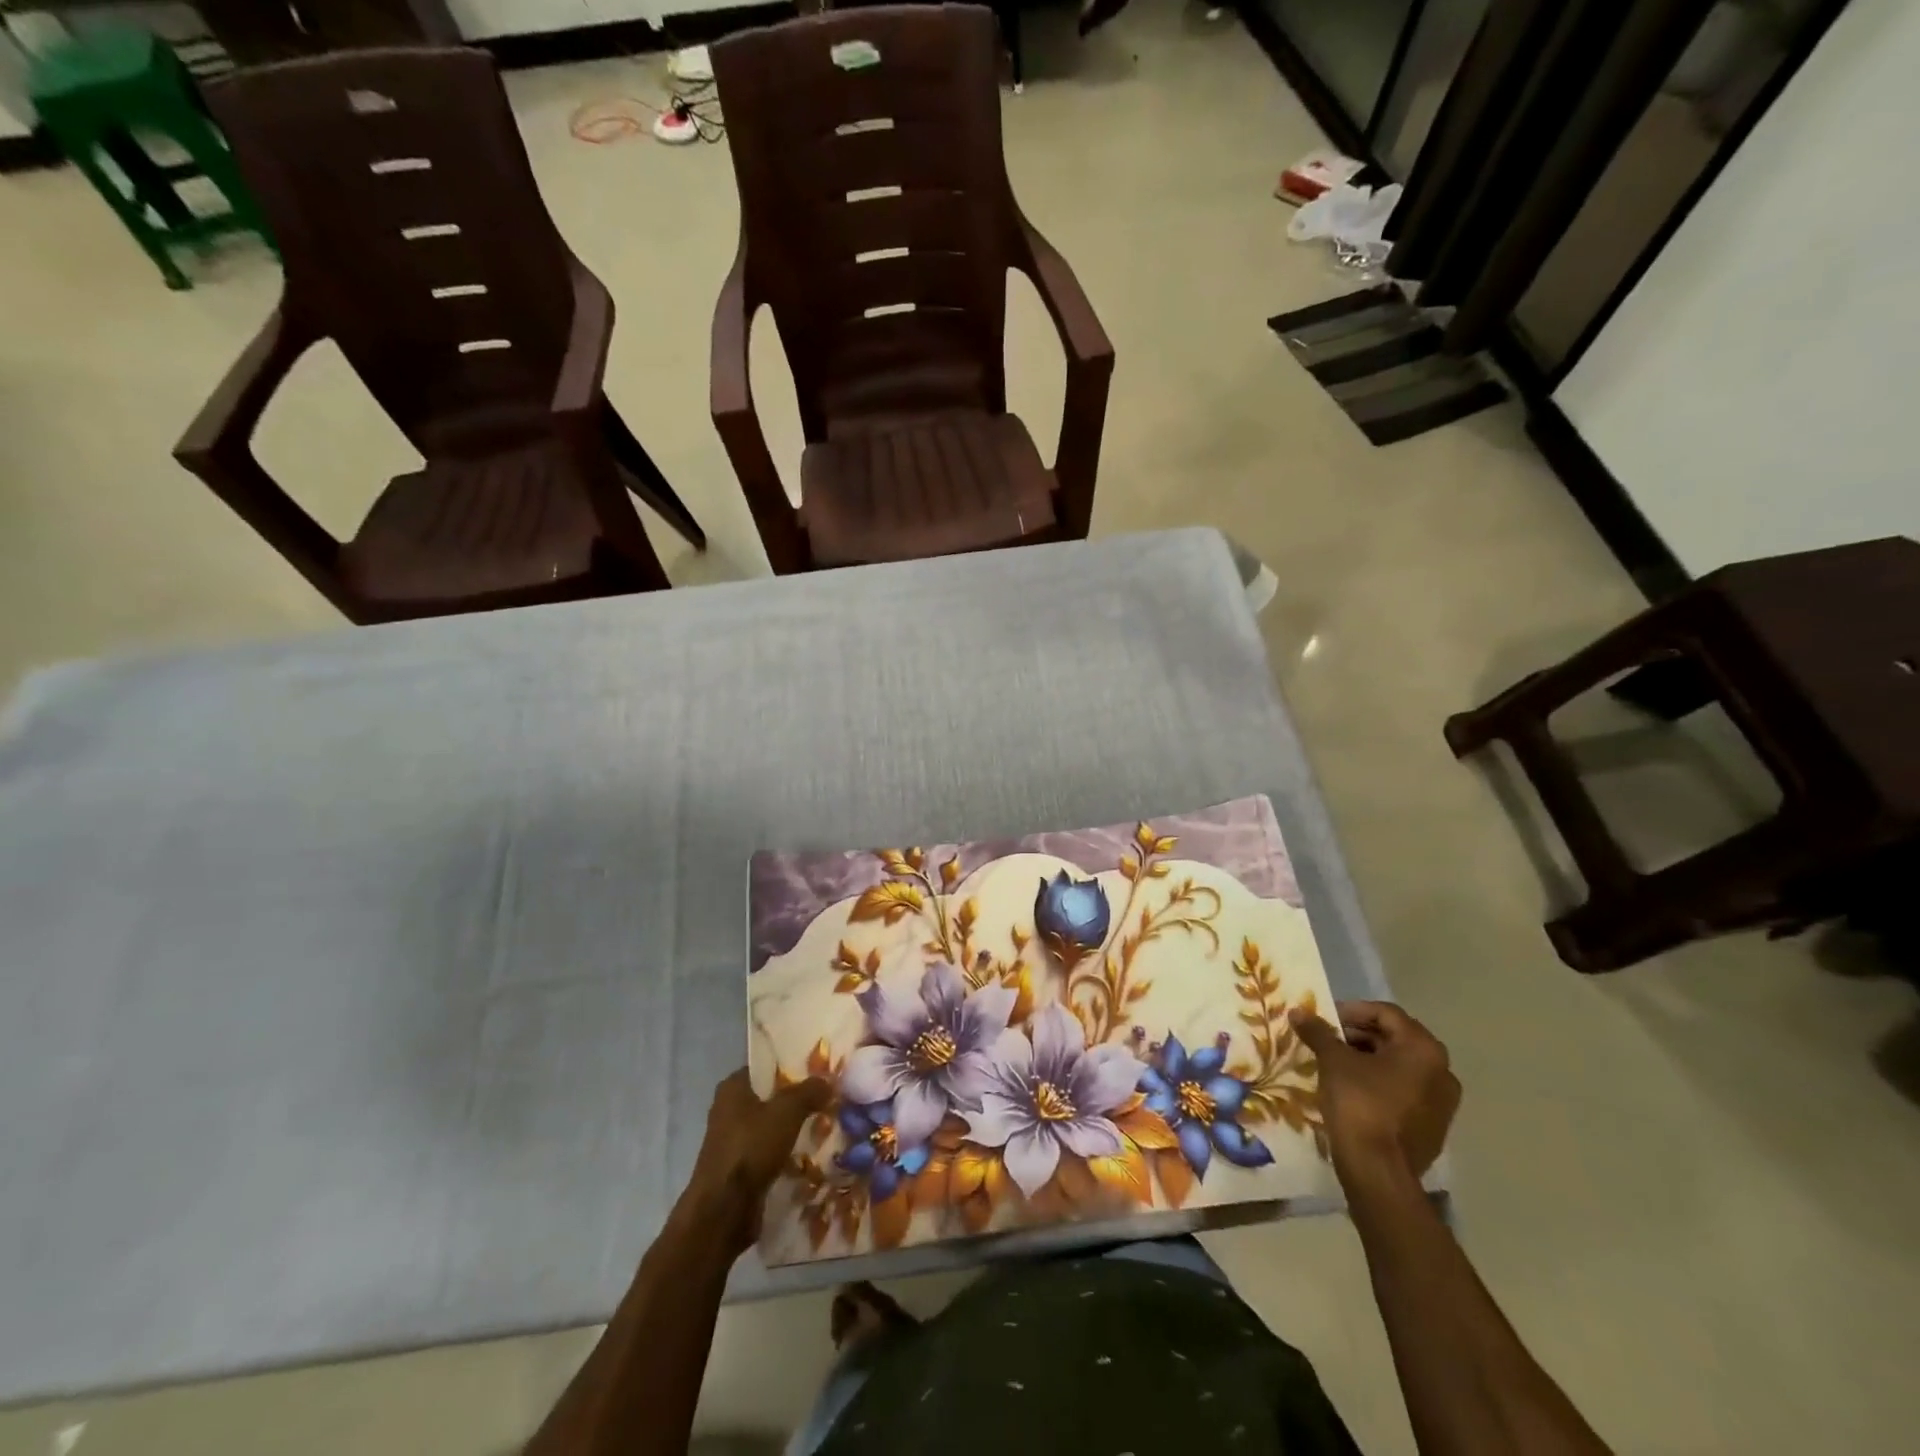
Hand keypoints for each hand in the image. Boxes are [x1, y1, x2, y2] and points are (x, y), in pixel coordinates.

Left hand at [687, 1069, 831, 1253]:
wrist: (723, 1212)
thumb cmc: (751, 1148)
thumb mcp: (787, 1111)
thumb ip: (809, 1091)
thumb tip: (828, 1080)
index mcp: (732, 1088)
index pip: (765, 1066)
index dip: (791, 1065)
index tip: (818, 1070)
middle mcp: (728, 1110)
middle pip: (769, 1097)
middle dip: (796, 1099)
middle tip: (827, 1098)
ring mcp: (731, 1142)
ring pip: (770, 1126)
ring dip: (792, 1128)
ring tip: (824, 1126)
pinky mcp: (738, 1169)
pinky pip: (767, 1152)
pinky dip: (785, 1153)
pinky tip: (809, 1155)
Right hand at [1289, 1001, 1459, 1185]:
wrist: (1378, 1170)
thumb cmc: (1359, 1103)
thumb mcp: (1333, 1060)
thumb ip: (1318, 1031)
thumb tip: (1298, 1011)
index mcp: (1423, 1049)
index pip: (1385, 1013)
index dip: (1351, 1011)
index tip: (1324, 1019)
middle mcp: (1442, 1071)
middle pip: (1396, 1038)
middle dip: (1359, 1035)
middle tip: (1328, 1039)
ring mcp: (1443, 1102)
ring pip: (1401, 1065)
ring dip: (1369, 1058)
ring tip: (1336, 1063)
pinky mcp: (1434, 1126)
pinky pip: (1406, 1091)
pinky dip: (1381, 1082)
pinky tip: (1354, 1090)